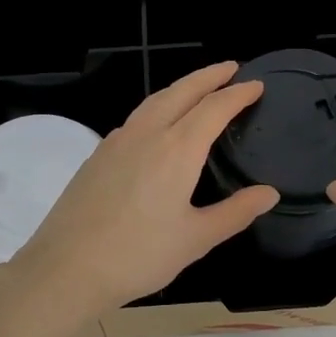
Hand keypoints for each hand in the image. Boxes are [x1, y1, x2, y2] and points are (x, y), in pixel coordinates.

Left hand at [3, 62, 278, 322]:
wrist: (66, 268)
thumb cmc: (139, 256)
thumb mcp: (196, 239)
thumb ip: (235, 212)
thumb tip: (269, 193)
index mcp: (177, 150)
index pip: (214, 108)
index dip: (238, 94)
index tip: (257, 85)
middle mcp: (147, 135)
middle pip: (182, 91)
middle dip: (209, 76)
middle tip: (231, 68)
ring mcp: (117, 142)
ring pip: (154, 101)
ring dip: (180, 88)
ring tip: (198, 89)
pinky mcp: (97, 155)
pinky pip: (135, 119)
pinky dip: (157, 108)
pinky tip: (158, 125)